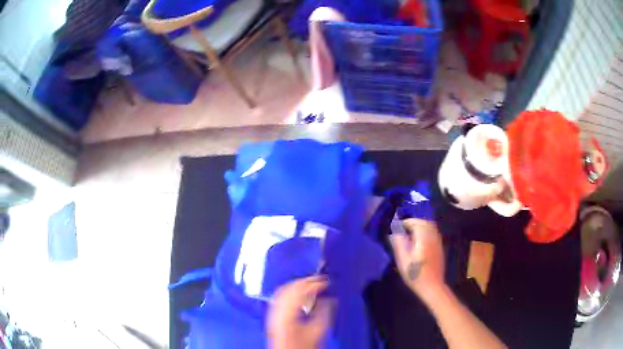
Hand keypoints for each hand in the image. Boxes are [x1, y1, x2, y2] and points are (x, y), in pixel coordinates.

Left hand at [267, 276, 333, 348]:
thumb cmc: (302, 346)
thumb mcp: (318, 331)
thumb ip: (324, 312)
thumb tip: (329, 299)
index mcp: (287, 313)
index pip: (300, 291)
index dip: (314, 283)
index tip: (326, 281)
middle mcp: (277, 310)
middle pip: (289, 288)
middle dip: (306, 281)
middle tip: (320, 279)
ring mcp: (272, 312)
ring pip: (283, 291)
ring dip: (297, 285)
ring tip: (311, 283)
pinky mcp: (273, 316)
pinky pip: (280, 297)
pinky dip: (290, 291)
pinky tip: (299, 293)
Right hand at [389, 219, 444, 302]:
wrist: (432, 286)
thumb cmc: (415, 275)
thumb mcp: (403, 261)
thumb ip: (399, 244)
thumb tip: (394, 233)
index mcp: (423, 239)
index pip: (416, 223)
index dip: (407, 222)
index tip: (398, 226)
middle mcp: (432, 238)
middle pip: (425, 222)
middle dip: (415, 222)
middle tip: (405, 228)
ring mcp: (438, 243)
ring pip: (431, 227)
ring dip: (421, 226)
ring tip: (411, 234)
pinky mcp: (440, 249)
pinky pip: (434, 234)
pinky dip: (426, 232)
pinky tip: (420, 242)